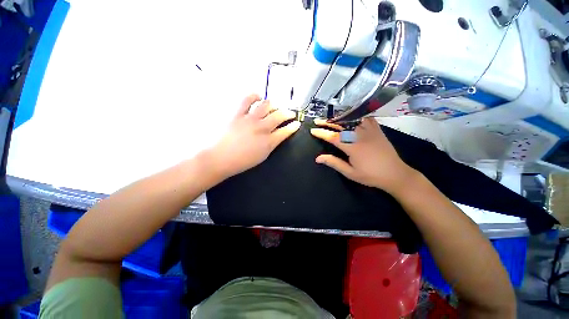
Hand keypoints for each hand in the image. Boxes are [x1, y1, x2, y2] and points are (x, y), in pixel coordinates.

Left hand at [207, 94, 300, 179]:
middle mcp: (262, 128)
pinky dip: (255, 96)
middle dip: (288, 113)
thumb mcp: (262, 156)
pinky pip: (247, 100)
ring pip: (266, 105)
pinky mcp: (238, 114)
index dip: (293, 126)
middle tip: (290, 113)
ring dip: (274, 104)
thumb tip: (277, 136)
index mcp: (268, 142)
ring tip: (275, 106)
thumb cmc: (242, 161)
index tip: (297, 123)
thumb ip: (272, 144)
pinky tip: (258, 97)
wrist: (220, 158)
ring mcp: (250, 119)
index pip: (285, 131)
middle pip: (279, 116)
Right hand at [310, 117, 416, 193]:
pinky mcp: (378, 130)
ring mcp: (370, 131)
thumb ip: (334, 163)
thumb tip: (318, 158)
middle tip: (317, 121)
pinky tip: (352, 117)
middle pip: (340, 126)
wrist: (395, 174)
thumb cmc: (371, 176)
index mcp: (352, 147)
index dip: (321, 133)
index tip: (313, 130)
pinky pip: (366, 119)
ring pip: (352, 120)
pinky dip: (357, 116)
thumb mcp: (350, 173)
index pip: (333, 137)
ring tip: (331, 118)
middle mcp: (360, 136)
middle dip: (327, 123)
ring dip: (340, 118)